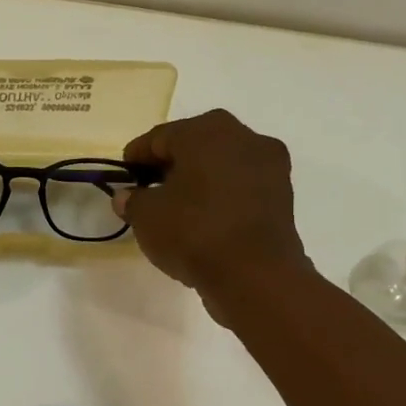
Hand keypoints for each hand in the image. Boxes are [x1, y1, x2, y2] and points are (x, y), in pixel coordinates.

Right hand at [115, 109, 309, 296]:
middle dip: (170, 165)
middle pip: (195, 145)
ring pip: (221, 165)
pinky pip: (240, 187)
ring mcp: (269, 165)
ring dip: (198, 180)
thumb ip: (132, 200)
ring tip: (175, 207)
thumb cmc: (193, 232)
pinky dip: (220, 196)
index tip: (123, 177)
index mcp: (207, 131)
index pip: (160, 138)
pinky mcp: (282, 195)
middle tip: (148, 189)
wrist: (254, 275)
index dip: (136, 157)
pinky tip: (203, 218)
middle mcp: (243, 137)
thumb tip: (128, 196)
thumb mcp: (146, 216)